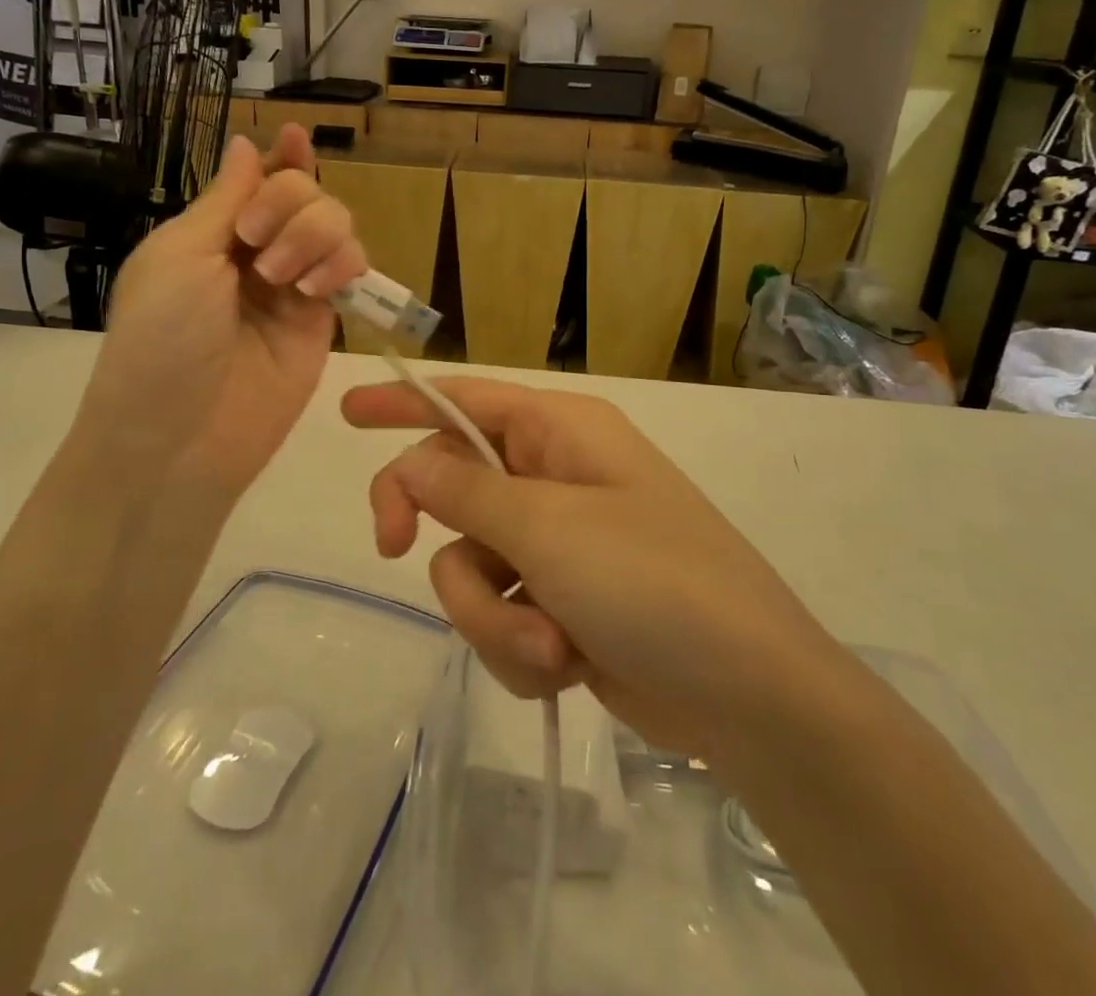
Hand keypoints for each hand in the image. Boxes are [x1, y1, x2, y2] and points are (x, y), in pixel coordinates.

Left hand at [66, 125, 365, 510]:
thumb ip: (224, 197)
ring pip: (336, 224)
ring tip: (281, 277)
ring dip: (313, 233)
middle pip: (305, 192)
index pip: (257, 180)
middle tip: (254, 239)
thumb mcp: (180, 255)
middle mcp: (258, 252)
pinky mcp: (325, 319)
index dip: (281, 157)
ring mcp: (295, 285)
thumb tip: (248, 143)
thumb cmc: (161, 337)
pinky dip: (342, 263)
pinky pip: (352, 268)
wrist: (181, 435)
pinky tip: (315, 287)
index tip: (296, 137)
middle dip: (289, 201)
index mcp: (212, 232)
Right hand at [341, 378, 837, 761]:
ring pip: (471, 566)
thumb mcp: (549, 528)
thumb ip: (466, 493)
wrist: (747, 695)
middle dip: (439, 536)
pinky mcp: (564, 603)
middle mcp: (557, 477)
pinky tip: (566, 664)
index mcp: (561, 433)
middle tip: (393, 551)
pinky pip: (504, 614)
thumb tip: (411, 466)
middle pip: (453, 488)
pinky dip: (521, 646)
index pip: (466, 400)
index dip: (404, 402)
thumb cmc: (654, 582)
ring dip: (495, 615)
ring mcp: (561, 545)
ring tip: (550, 641)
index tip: (347, 413)